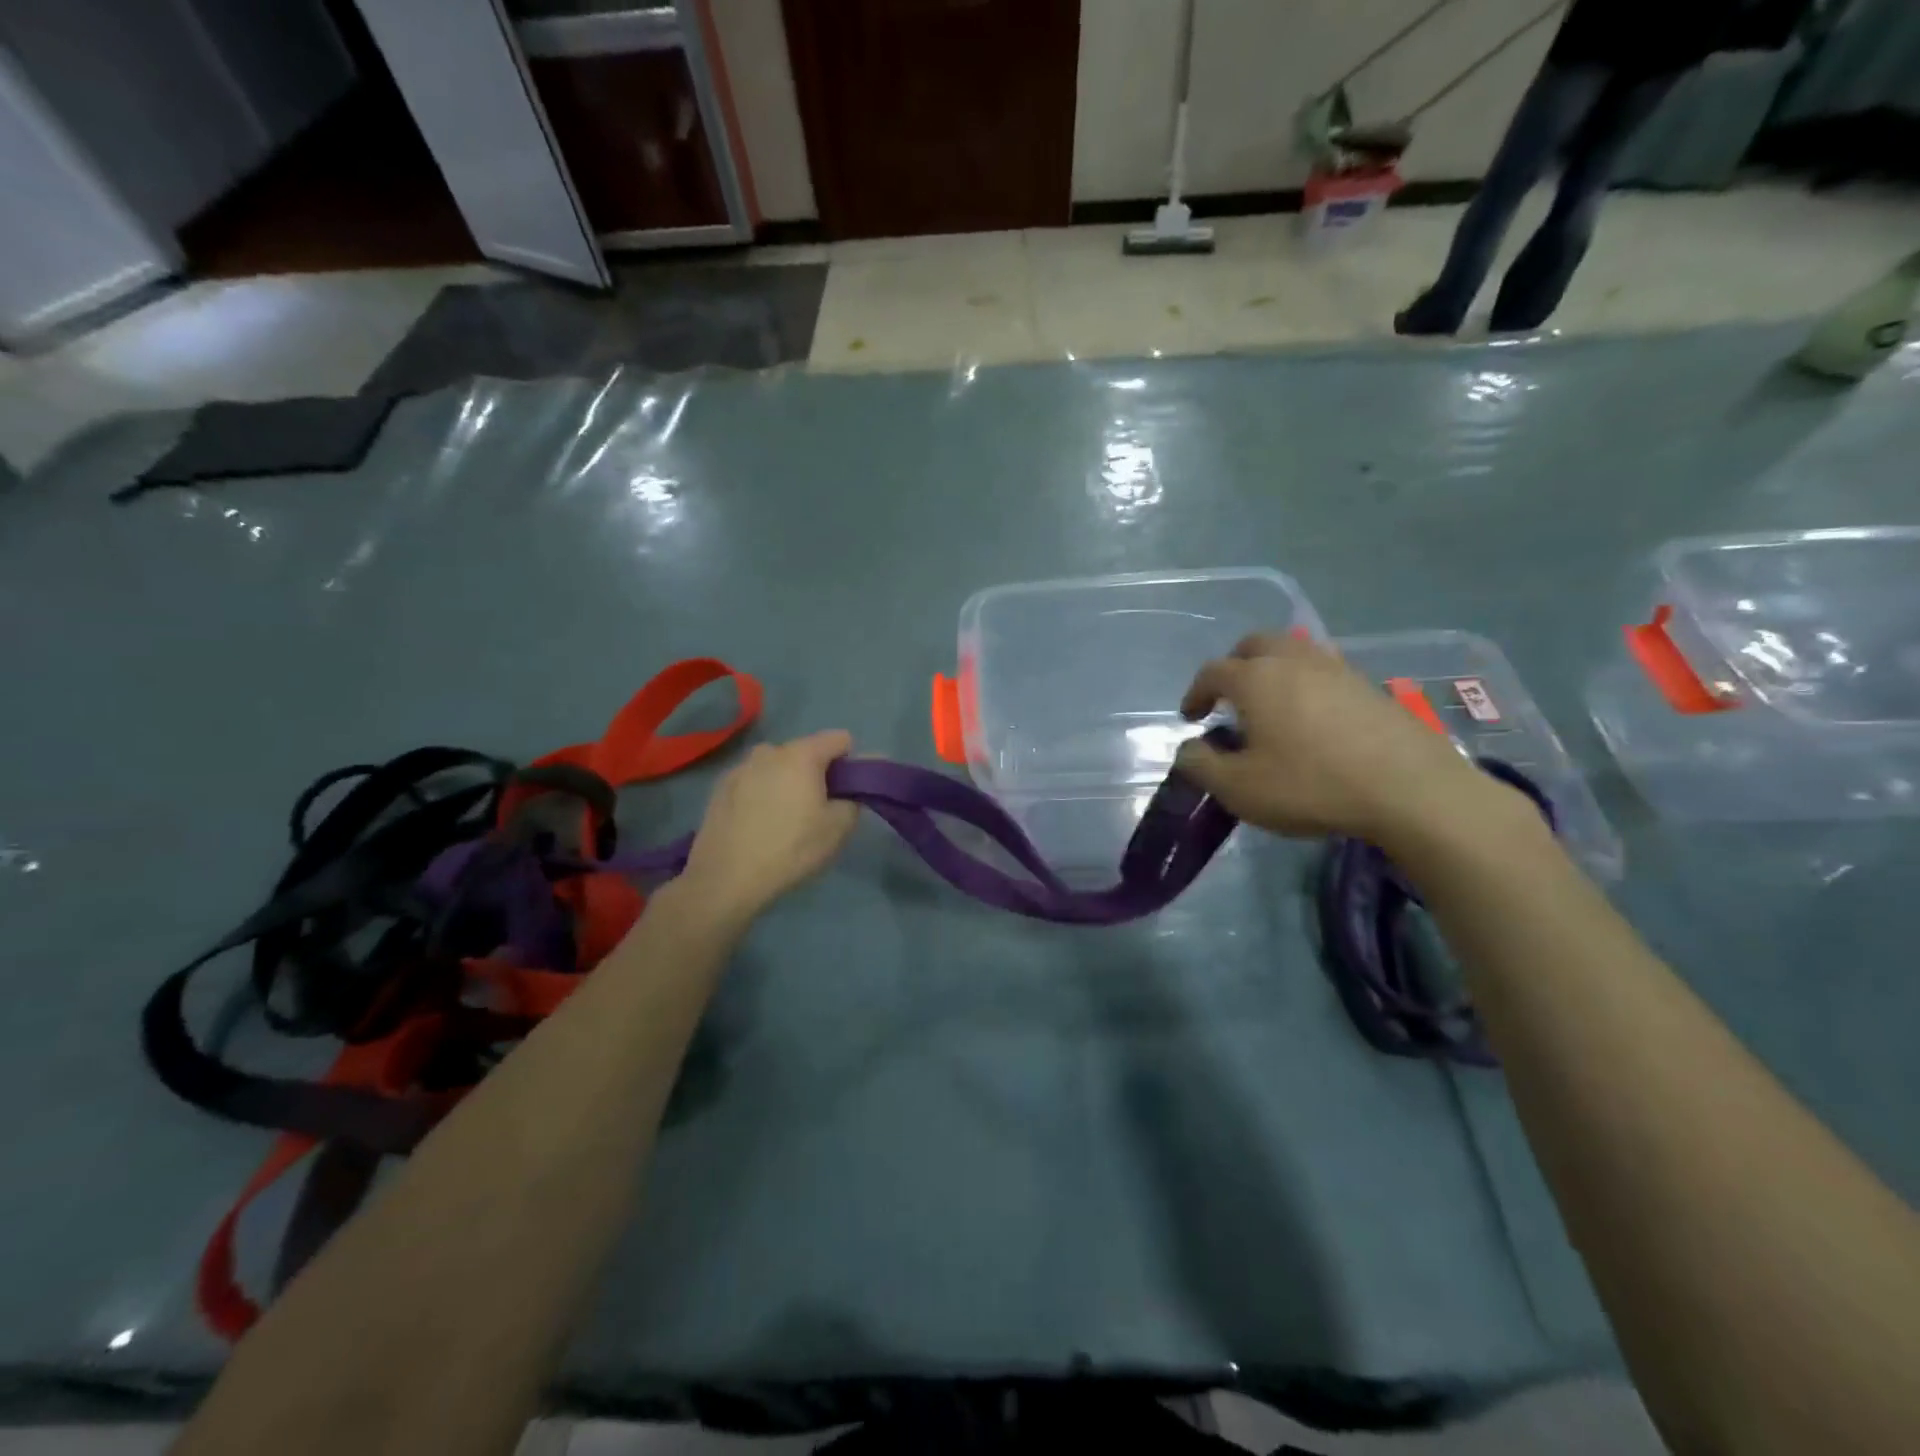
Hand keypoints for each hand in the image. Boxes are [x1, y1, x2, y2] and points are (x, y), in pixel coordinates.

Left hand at [679, 730, 859, 922]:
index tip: (847, 792)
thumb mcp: (837, 828)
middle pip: (806, 752)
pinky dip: (762, 793)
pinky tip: (758, 824)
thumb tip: (856, 785)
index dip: (851, 763)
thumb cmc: (790, 849)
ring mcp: (740, 767)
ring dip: (788, 782)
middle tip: (818, 811)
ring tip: (784, 819)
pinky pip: (754, 781)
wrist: (725, 879)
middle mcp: (769, 751)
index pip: (840, 739)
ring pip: (777, 767)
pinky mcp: (719, 787)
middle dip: (817, 774)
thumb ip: (856, 797)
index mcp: (801, 754)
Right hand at [1174, 633, 1528, 849]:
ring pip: (1293, 652)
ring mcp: (1336, 669)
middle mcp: (1293, 661)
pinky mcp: (1369, 686)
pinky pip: (1323, 671)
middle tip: (1230, 698)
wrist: (1409, 789)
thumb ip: (1201, 765)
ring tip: (1271, 706)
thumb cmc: (1310, 784)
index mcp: (1255, 679)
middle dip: (1234, 665)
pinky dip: (1305, 684)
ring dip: (1272, 671)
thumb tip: (1188, 749)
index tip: (1191, 718)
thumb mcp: (1239, 788)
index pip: (1212, 672)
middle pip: (1255, 644)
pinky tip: (1311, 718)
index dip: (1195, 693)